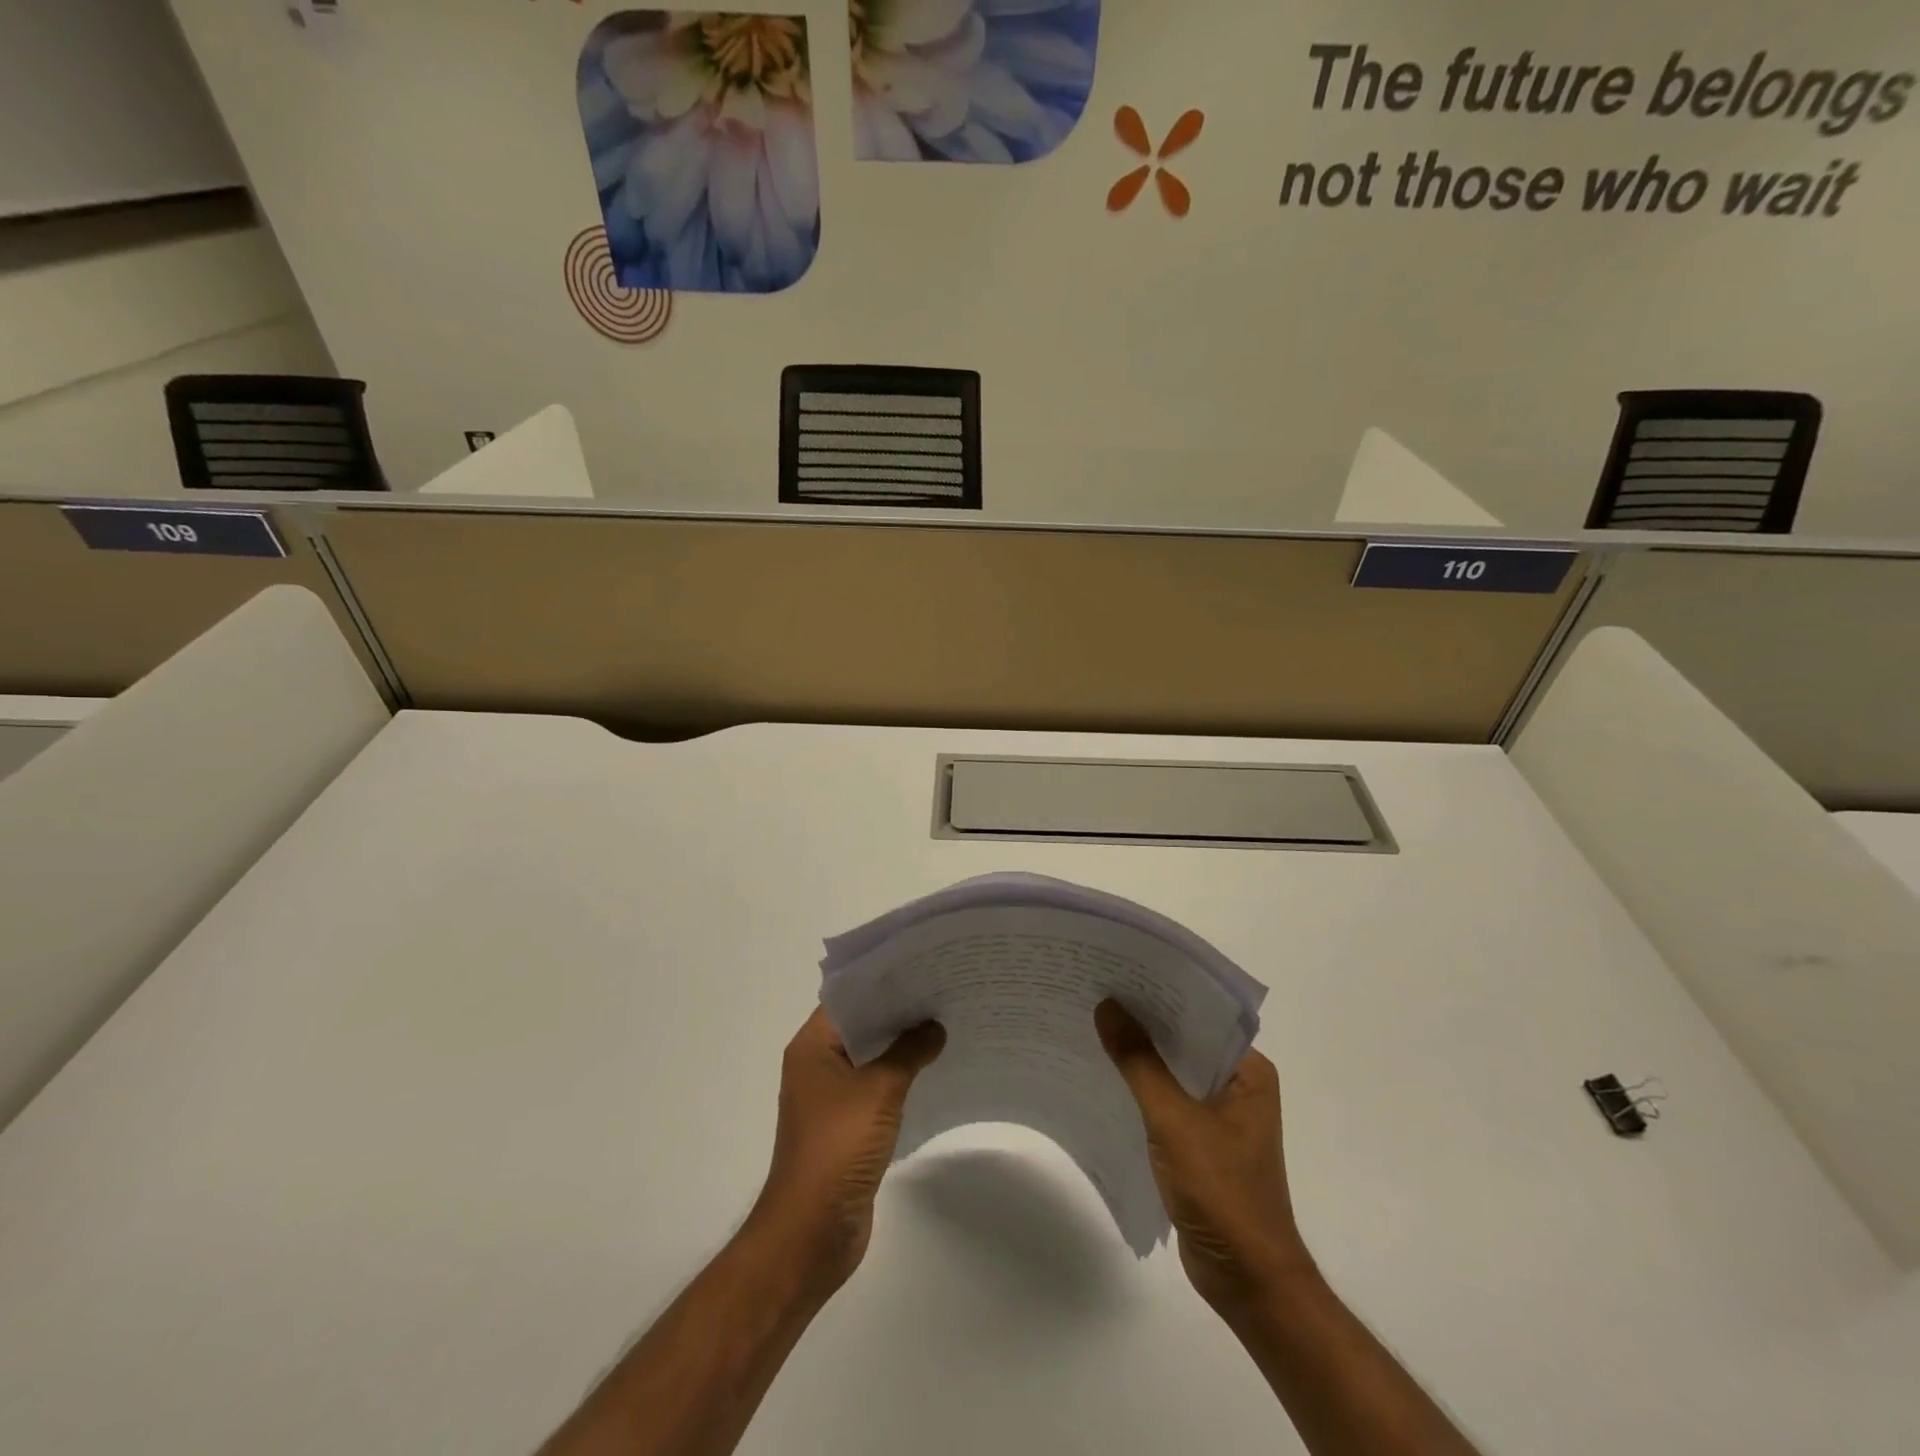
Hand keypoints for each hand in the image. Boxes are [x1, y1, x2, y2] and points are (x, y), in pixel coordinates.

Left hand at [748, 1007, 944, 1295]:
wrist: (812, 1230)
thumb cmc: (838, 1147)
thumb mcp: (879, 1090)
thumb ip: (909, 1052)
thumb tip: (934, 1027)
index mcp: (812, 1047)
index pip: (848, 998)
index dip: (883, 983)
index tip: (921, 969)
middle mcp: (817, 1065)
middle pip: (861, 1026)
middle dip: (898, 1013)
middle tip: (942, 992)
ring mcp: (830, 1098)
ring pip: (870, 1058)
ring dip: (901, 1047)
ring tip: (944, 1025)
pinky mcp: (846, 1126)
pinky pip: (876, 1088)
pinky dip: (900, 1077)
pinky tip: (933, 1070)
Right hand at [1095, 999, 1311, 1309]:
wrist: (1247, 1281)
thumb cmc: (1221, 1191)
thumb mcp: (1174, 1120)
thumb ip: (1140, 1062)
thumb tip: (1108, 1006)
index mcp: (1248, 1071)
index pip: (1201, 1015)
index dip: (1161, 992)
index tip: (1118, 970)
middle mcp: (1237, 1085)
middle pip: (1184, 1041)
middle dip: (1144, 1021)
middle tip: (1095, 990)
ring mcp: (1219, 1115)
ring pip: (1172, 1071)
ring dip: (1139, 1055)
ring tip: (1091, 1024)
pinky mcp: (1200, 1141)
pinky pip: (1166, 1100)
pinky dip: (1139, 1088)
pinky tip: (1104, 1075)